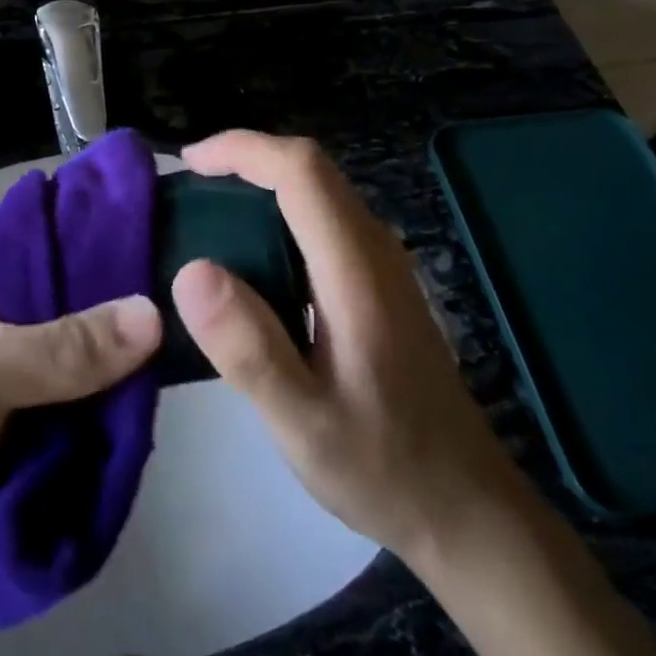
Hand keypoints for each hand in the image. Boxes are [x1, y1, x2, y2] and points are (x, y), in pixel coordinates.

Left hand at [0, 232, 162, 614]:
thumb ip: (65, 347)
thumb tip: (155, 315)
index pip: (55, 229)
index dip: (108, 236)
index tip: (167, 246)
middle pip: (79, 288)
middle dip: (123, 307)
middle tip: (182, 310)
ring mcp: (15, 359)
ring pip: (89, 342)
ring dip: (123, 359)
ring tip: (181, 352)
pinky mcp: (30, 410)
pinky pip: (87, 390)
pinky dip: (112, 398)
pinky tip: (149, 399)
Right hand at [172, 132, 521, 564]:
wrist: (466, 507)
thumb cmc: (383, 466)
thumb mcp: (302, 421)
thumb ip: (247, 347)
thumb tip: (191, 270)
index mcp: (356, 270)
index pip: (300, 170)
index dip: (242, 149)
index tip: (189, 163)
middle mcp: (375, 249)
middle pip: (311, 168)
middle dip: (246, 158)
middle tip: (189, 186)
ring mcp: (384, 263)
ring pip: (320, 190)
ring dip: (262, 182)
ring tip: (209, 212)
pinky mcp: (381, 282)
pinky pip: (325, 219)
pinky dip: (280, 211)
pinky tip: (252, 255)